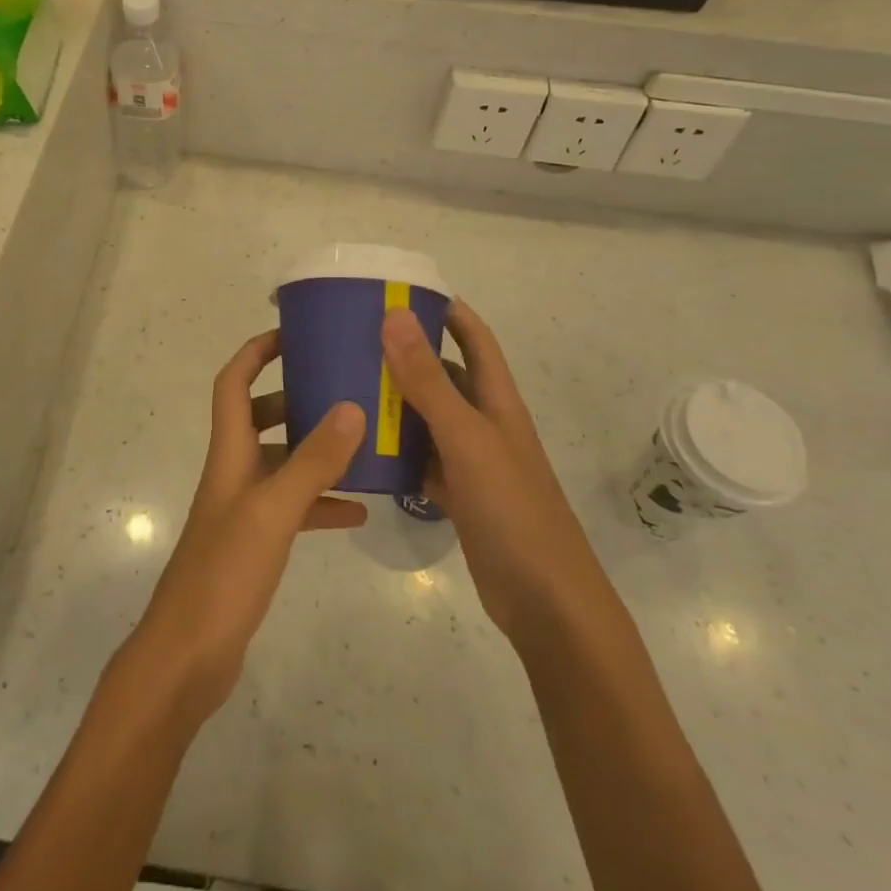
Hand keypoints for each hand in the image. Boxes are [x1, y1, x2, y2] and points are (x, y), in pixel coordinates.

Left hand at [122, 330, 366, 725]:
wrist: (188, 654)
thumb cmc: (224, 573)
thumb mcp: (273, 511)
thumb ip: (312, 462)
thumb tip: (351, 407)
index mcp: (229, 453)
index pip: (234, 384)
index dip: (255, 353)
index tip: (292, 334)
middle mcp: (234, 472)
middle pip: (261, 418)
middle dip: (295, 397)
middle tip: (340, 387)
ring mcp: (244, 509)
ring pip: (282, 463)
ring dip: (315, 451)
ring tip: (362, 442)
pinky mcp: (255, 544)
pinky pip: (293, 509)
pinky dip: (321, 503)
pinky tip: (358, 511)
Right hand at [382, 301, 583, 645]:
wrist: (544, 600)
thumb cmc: (511, 508)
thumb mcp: (466, 437)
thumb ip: (428, 380)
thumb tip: (395, 316)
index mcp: (497, 400)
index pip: (474, 338)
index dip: (447, 310)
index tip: (402, 290)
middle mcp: (484, 423)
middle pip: (444, 375)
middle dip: (407, 353)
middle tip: (355, 339)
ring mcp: (471, 460)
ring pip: (428, 418)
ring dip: (396, 402)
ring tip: (346, 384)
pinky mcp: (457, 494)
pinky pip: (420, 459)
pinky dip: (395, 450)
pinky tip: (361, 445)